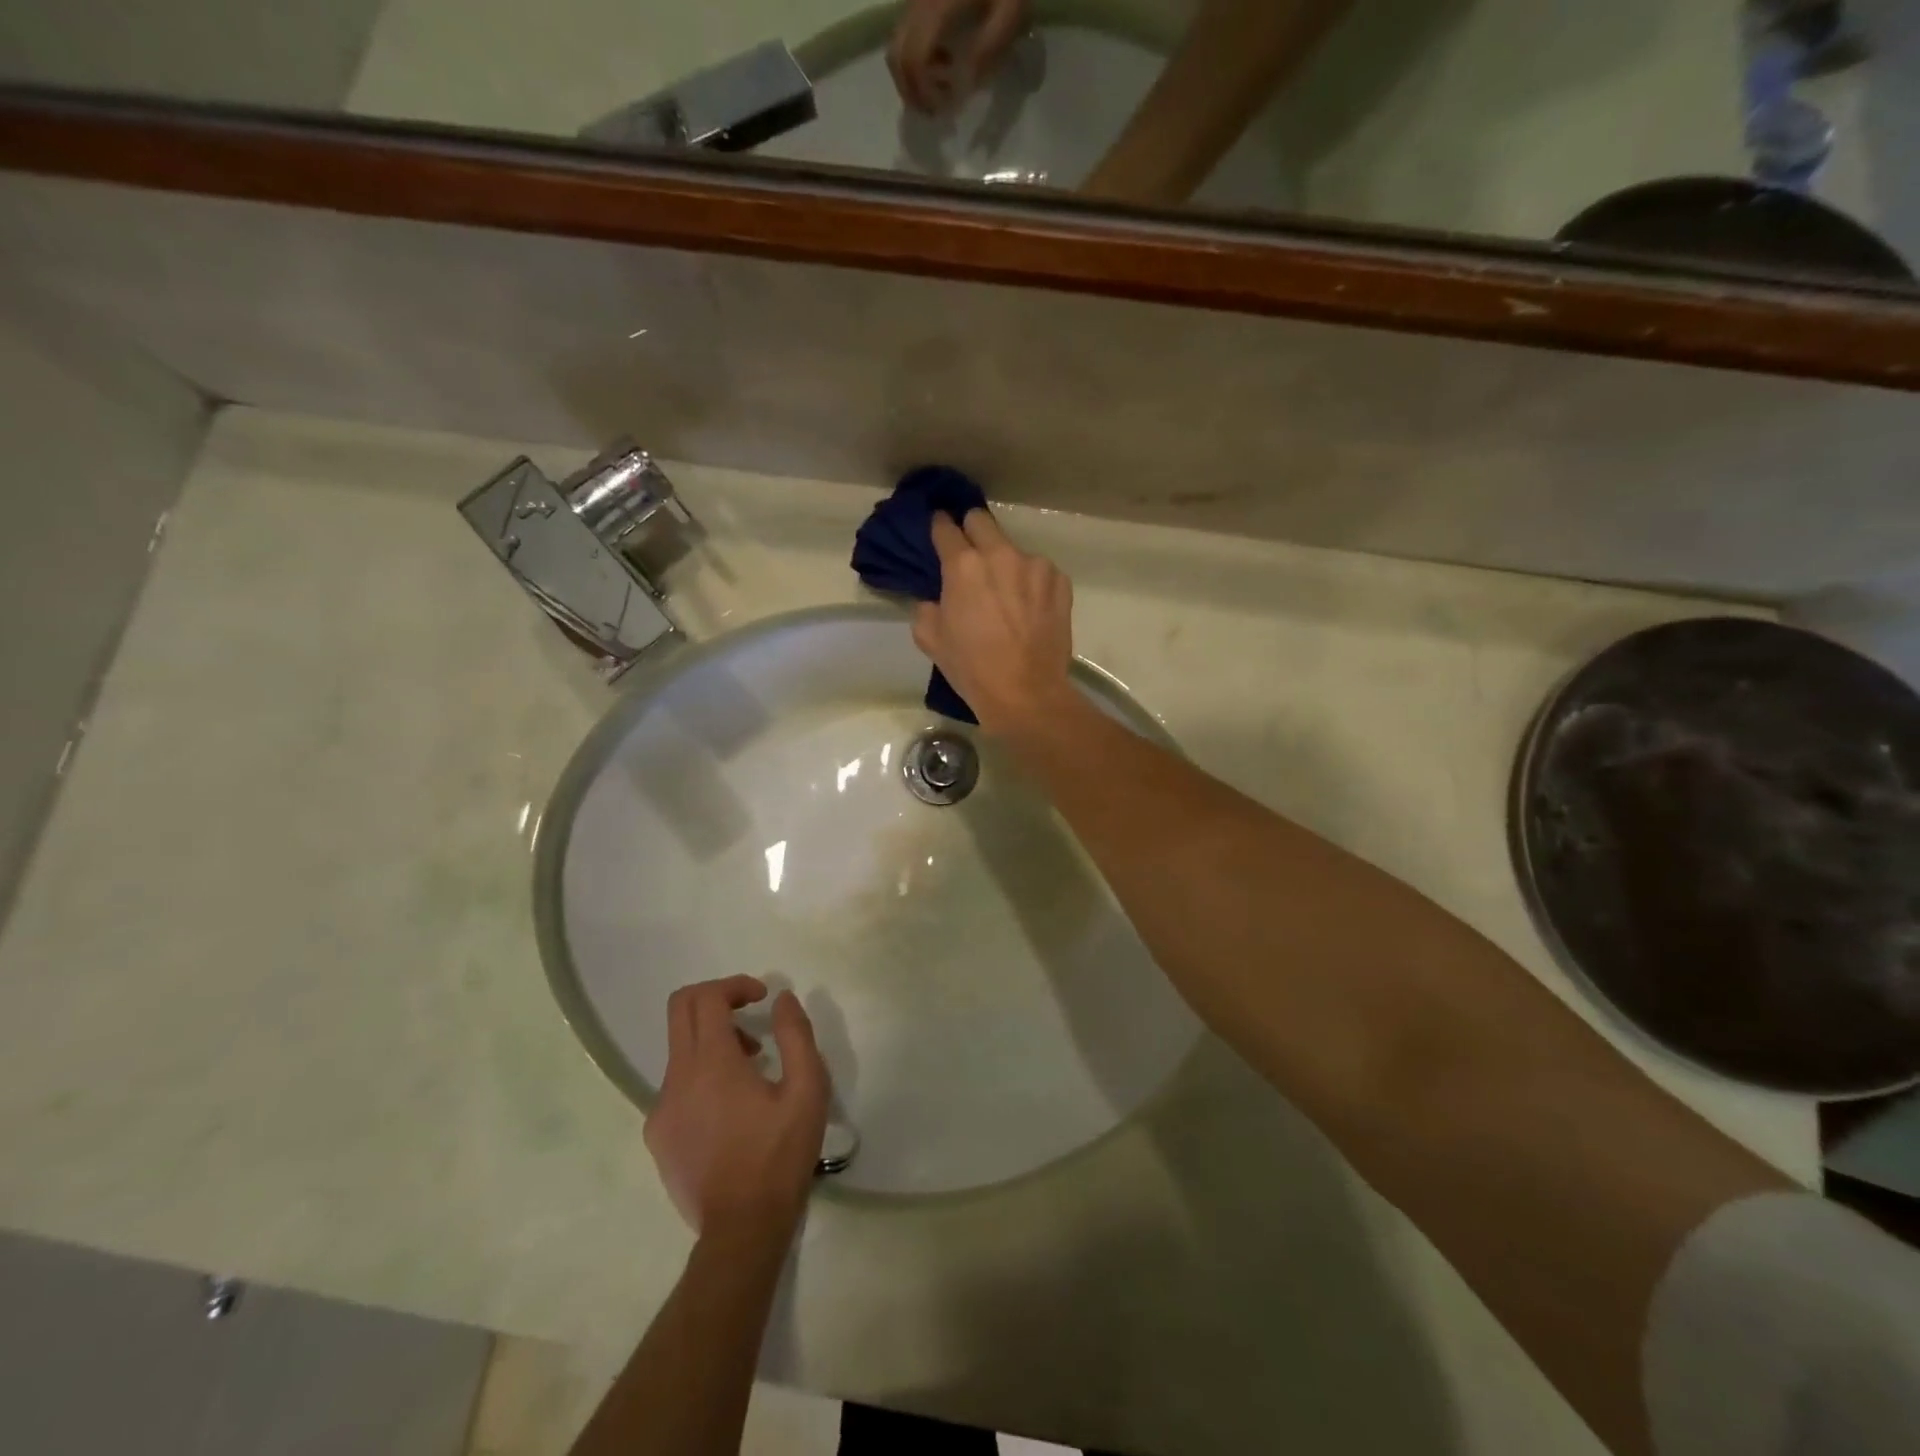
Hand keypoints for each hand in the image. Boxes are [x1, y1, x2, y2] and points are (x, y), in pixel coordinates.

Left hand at [644, 977, 830, 1241]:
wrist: (741, 1230)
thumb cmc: (780, 1155)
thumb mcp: (807, 1090)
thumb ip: (796, 1035)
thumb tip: (782, 999)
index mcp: (712, 1064)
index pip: (707, 997)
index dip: (735, 985)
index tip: (762, 998)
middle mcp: (677, 1078)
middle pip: (680, 1009)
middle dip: (716, 998)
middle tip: (749, 1014)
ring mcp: (661, 1108)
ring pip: (679, 1048)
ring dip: (712, 1039)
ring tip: (751, 1066)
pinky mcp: (657, 1135)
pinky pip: (675, 1083)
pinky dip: (701, 1073)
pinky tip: (730, 1106)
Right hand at [887, 0, 1031, 112]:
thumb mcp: (1010, 12)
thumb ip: (988, 50)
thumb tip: (965, 84)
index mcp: (938, 7)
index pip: (915, 60)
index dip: (925, 93)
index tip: (945, 108)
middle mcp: (918, 3)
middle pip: (897, 57)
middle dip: (913, 93)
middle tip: (937, 109)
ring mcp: (914, 0)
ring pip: (895, 47)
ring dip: (911, 79)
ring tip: (941, 86)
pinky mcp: (919, 1)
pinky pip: (904, 36)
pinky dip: (915, 60)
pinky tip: (941, 62)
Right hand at [913, 509, 1076, 734]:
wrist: (1026, 693)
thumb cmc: (972, 668)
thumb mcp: (930, 639)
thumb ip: (927, 607)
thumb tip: (936, 598)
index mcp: (963, 565)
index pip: (945, 527)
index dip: (939, 528)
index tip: (939, 532)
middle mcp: (1000, 554)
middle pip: (981, 520)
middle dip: (971, 531)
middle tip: (970, 556)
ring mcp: (1035, 566)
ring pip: (1013, 549)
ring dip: (1005, 564)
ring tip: (1007, 595)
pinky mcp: (1060, 581)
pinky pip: (1039, 572)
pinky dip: (1031, 583)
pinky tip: (1030, 609)